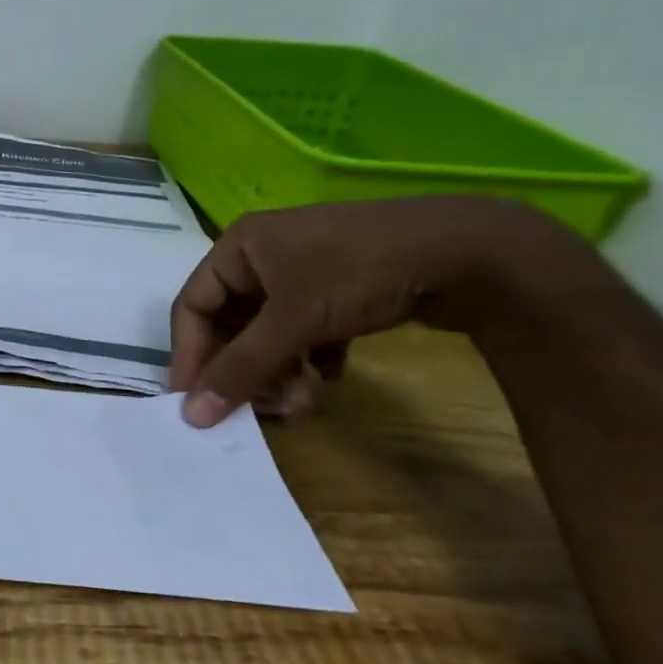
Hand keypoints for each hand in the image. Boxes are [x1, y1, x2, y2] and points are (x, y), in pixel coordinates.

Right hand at [169, 196, 573, 426]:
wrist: (472, 250)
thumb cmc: (359, 273)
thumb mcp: (293, 321)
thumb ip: (241, 369)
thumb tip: (191, 415)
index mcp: (239, 248)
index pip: (193, 306)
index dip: (191, 356)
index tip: (195, 404)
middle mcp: (264, 256)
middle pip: (232, 322)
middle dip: (246, 368)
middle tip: (265, 407)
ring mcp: (304, 270)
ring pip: (270, 330)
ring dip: (280, 370)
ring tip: (304, 401)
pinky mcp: (340, 287)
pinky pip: (304, 329)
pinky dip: (310, 357)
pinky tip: (331, 376)